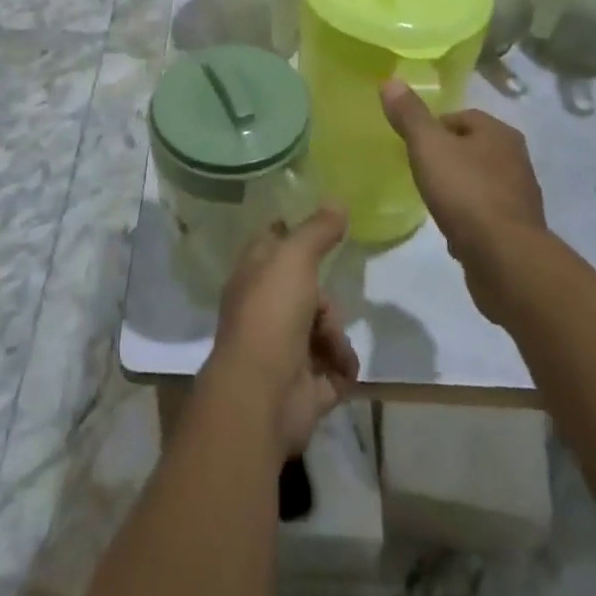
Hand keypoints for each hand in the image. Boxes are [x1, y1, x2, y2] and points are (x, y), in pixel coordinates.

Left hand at [210, 208, 358, 453]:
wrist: (262, 395)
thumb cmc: (271, 314)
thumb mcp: (294, 257)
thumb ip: (317, 230)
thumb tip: (338, 201)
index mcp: (253, 276)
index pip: (272, 243)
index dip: (292, 232)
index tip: (320, 228)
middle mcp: (265, 309)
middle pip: (308, 291)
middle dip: (325, 300)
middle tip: (324, 308)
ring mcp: (283, 349)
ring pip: (324, 329)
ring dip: (335, 336)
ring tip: (332, 347)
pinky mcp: (303, 386)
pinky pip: (335, 368)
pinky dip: (342, 367)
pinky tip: (341, 370)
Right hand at [380, 82, 546, 322]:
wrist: (505, 259)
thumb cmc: (466, 193)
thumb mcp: (429, 147)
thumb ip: (410, 115)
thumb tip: (391, 81)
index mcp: (499, 133)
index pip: (461, 117)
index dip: (434, 129)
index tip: (413, 147)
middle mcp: (516, 159)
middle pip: (471, 149)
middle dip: (446, 159)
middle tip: (420, 173)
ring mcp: (520, 196)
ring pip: (479, 182)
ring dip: (458, 190)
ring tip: (434, 202)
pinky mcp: (518, 230)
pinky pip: (486, 215)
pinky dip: (469, 219)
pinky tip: (453, 233)